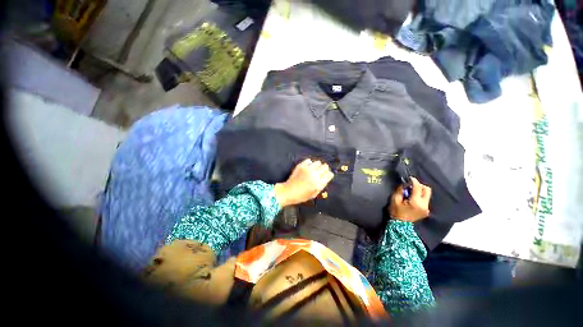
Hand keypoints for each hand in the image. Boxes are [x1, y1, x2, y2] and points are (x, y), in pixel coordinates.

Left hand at [275, 159, 333, 207]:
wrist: (289, 191)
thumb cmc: (302, 195)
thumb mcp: (314, 194)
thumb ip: (322, 185)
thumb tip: (326, 177)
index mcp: (319, 183)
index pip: (329, 174)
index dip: (328, 175)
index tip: (326, 175)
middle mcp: (315, 175)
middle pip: (325, 166)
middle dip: (324, 169)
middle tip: (320, 172)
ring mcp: (308, 169)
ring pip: (318, 162)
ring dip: (317, 166)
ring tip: (313, 169)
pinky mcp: (301, 166)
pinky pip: (309, 160)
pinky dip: (309, 163)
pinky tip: (307, 167)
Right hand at [389, 177, 431, 221]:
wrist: (400, 225)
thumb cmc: (395, 211)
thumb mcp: (394, 200)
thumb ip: (400, 190)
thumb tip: (404, 184)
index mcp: (416, 202)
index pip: (418, 187)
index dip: (414, 181)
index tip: (409, 178)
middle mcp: (424, 205)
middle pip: (427, 189)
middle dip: (419, 185)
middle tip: (411, 185)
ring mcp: (427, 208)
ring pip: (427, 194)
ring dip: (420, 190)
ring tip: (411, 192)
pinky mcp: (426, 210)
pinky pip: (425, 199)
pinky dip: (420, 196)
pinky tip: (412, 198)